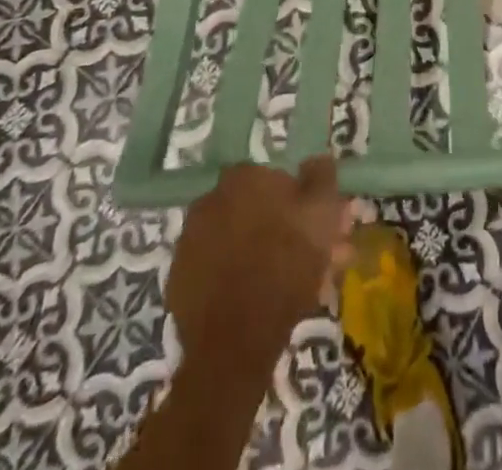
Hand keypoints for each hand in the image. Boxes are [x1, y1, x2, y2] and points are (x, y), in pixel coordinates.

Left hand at [167, 159, 353, 375]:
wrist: (233, 344)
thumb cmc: (284, 266)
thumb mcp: (321, 214)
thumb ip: (322, 177)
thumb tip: (318, 158)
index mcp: (243, 177)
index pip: (279, 179)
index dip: (303, 203)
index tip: (321, 229)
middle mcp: (211, 198)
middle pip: (259, 211)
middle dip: (288, 231)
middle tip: (314, 261)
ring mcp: (190, 241)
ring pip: (240, 241)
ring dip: (266, 254)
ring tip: (293, 287)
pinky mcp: (179, 280)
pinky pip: (219, 270)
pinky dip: (238, 278)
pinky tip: (260, 300)